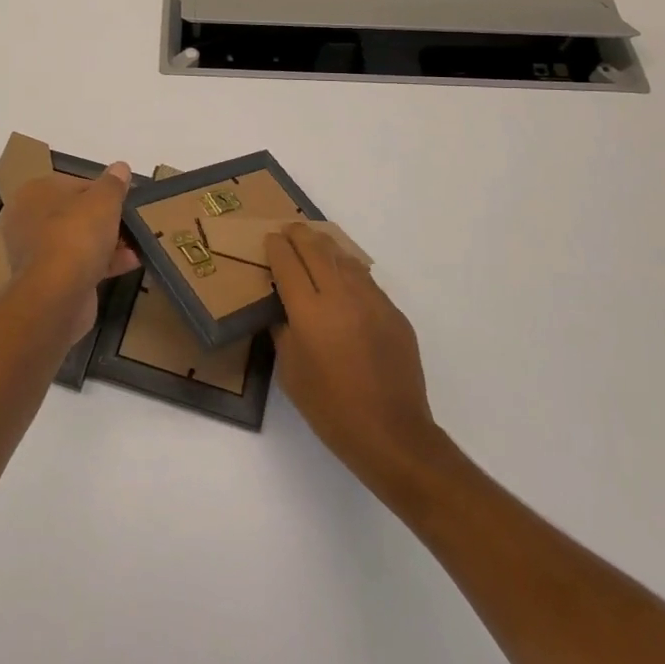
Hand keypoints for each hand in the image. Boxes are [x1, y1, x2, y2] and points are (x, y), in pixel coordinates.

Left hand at [0, 164, 140, 346]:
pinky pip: (79, 264)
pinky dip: (103, 263)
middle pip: (75, 213)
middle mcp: (29, 220)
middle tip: (131, 222)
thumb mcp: (103, 200)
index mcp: (35, 193)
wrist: (57, 294)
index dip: (102, 191)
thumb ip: (113, 183)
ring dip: (108, 242)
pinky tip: (131, 263)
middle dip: (105, 219)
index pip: (74, 184)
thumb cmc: (77, 235)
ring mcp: (36, 252)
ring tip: (137, 244)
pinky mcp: (48, 280)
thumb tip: (121, 167)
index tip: (123, 200)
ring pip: (78, 240)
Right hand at [266, 224, 447, 488]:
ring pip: (345, 259)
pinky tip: (344, 278)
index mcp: (309, 311)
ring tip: (315, 244)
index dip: (276, 248)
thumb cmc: (330, 409)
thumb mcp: (290, 372)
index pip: (288, 264)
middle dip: (300, 236)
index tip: (270, 239)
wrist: (392, 433)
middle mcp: (341, 296)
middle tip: (289, 230)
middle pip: (317, 250)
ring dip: (326, 247)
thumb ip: (283, 331)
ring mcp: (372, 302)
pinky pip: (366, 281)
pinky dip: (349, 271)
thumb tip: (283, 309)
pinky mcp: (394, 313)